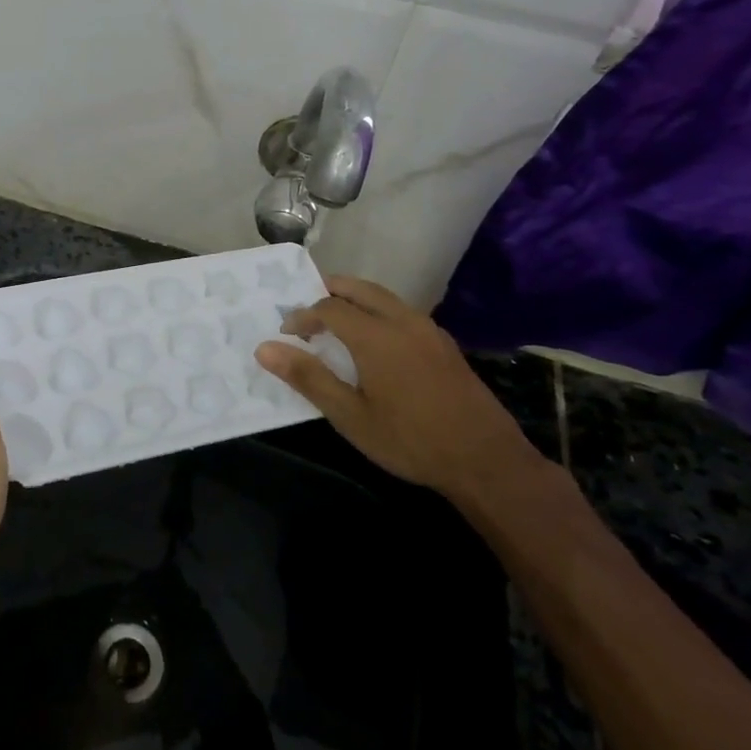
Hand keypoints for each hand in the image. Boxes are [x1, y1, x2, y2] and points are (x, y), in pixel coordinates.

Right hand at [255, 275, 538, 497]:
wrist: (485, 460)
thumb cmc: (410, 440)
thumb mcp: (350, 416)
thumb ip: (308, 377)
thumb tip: (265, 348)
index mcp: (375, 335)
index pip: (328, 308)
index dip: (302, 316)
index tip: (286, 334)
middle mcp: (402, 321)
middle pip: (358, 288)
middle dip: (328, 293)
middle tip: (307, 314)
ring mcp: (428, 330)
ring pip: (383, 297)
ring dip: (354, 300)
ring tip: (336, 324)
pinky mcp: (444, 344)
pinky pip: (402, 312)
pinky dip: (377, 312)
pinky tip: (375, 342)